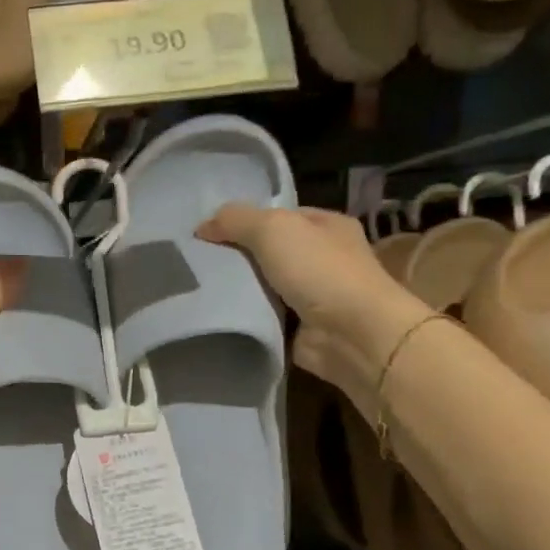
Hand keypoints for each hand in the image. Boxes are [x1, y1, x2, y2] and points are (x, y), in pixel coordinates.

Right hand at [198, 204, 429, 409]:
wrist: (352, 334)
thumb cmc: (319, 271)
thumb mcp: (274, 229)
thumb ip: (236, 220)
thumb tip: (202, 226)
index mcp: (326, 225)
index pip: (278, 215)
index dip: (244, 221)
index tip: (207, 234)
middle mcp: (323, 258)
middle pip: (268, 251)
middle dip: (236, 256)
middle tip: (198, 262)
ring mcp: (313, 295)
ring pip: (263, 286)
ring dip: (238, 290)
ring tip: (199, 289)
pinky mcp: (300, 328)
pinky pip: (264, 316)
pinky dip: (246, 317)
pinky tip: (218, 315)